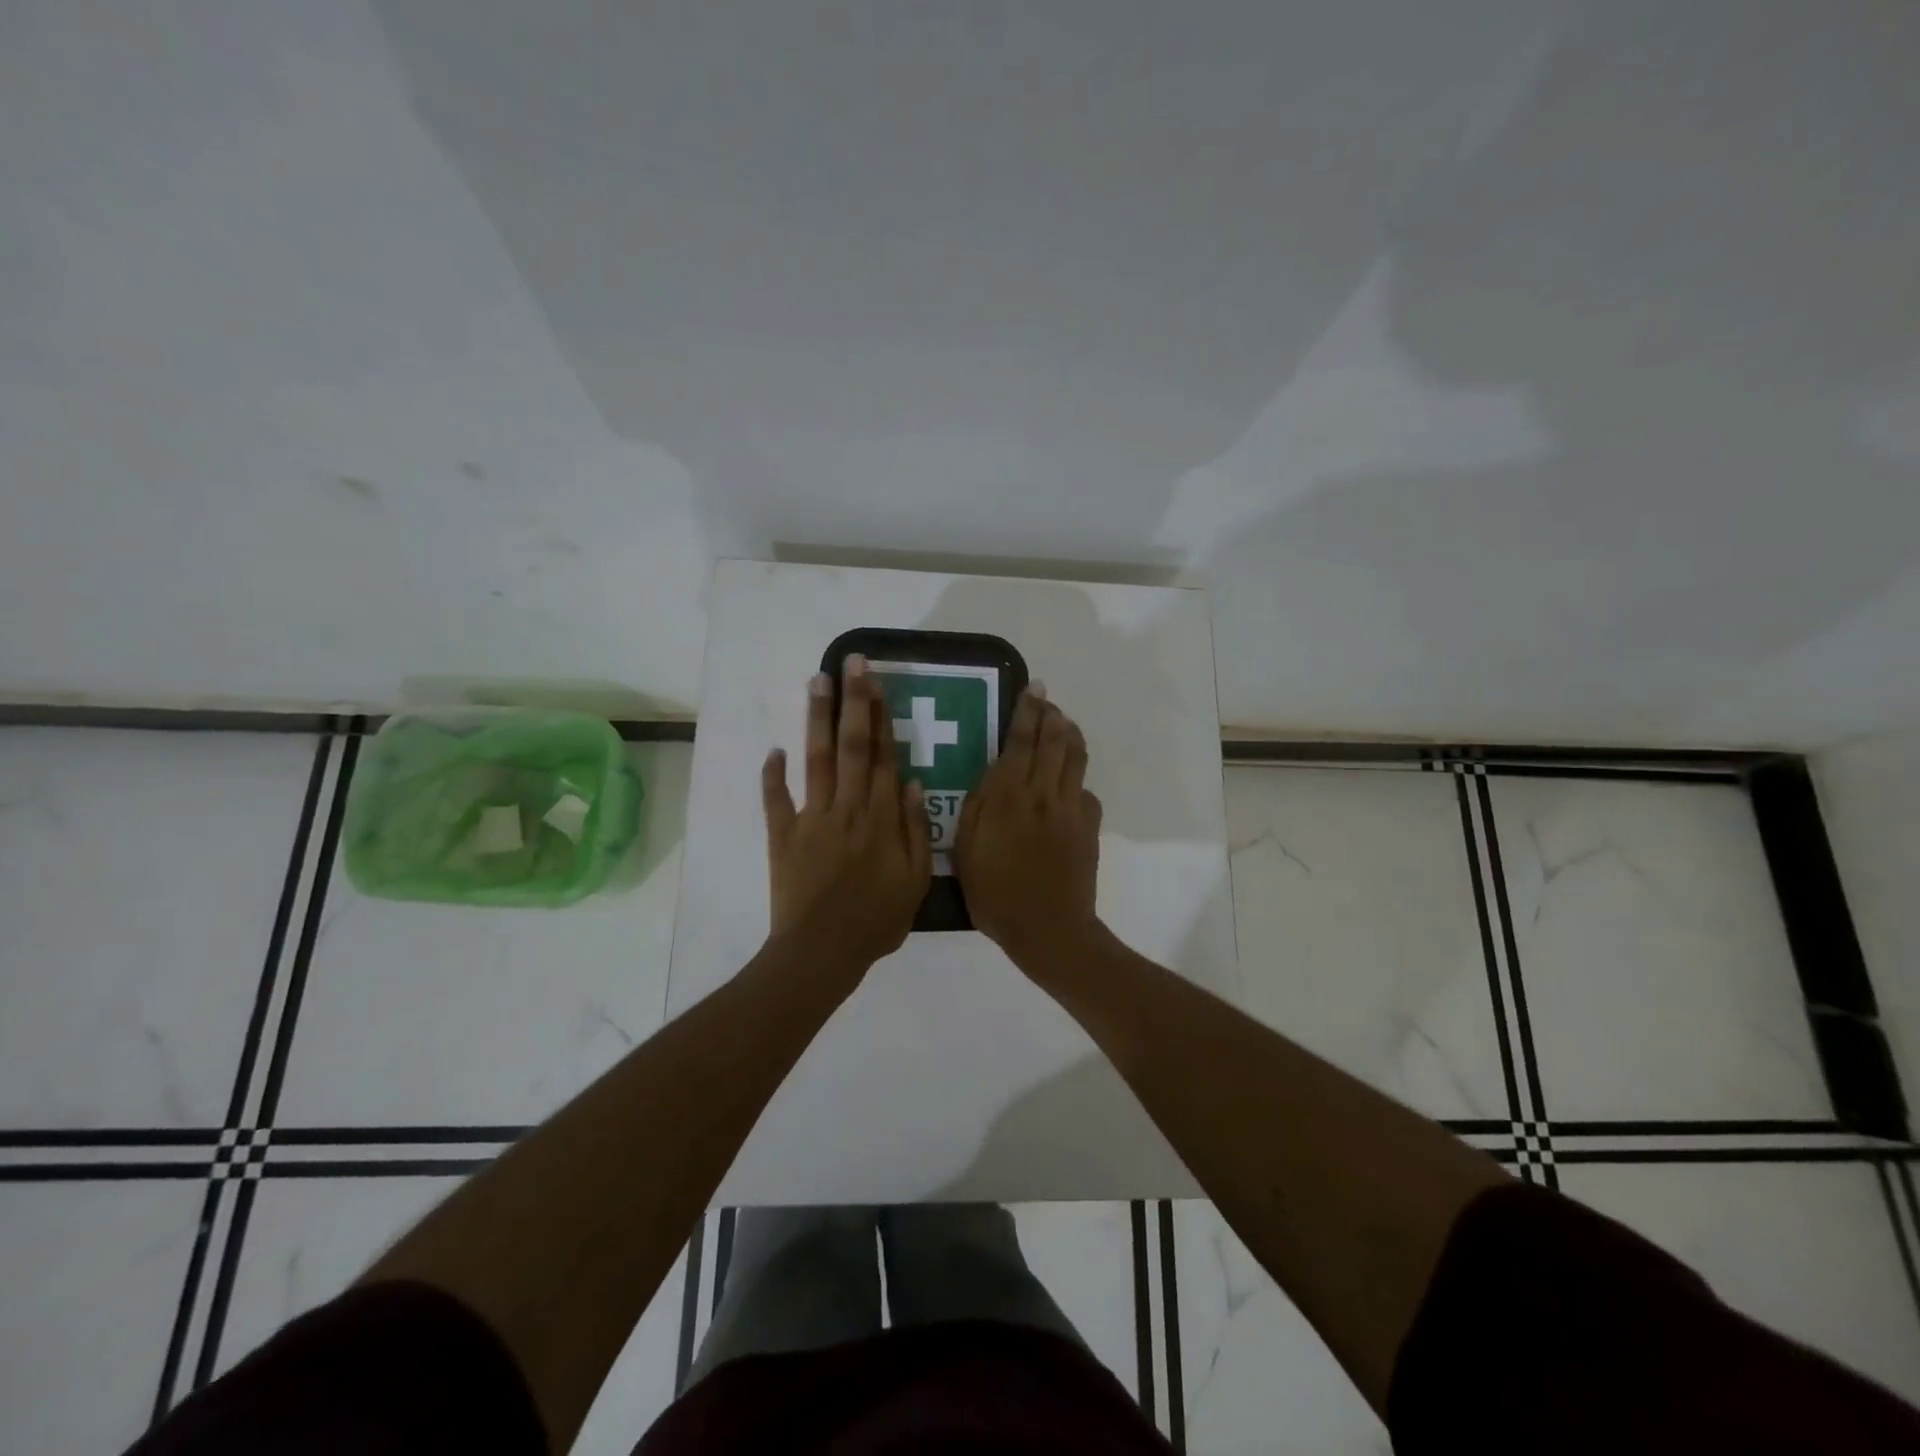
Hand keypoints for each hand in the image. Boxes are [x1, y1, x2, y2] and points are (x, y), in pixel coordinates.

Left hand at [761, 655, 932, 989]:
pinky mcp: (783, 835)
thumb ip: (915, 829)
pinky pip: (776, 800)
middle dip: (852, 701)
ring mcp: (812, 818)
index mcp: (881, 818)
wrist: (823, 951)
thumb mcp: (915, 880)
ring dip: (817, 719)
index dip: (882, 717)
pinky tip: (773, 749)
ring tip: (816, 681)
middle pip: (852, 746)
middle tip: (850, 662)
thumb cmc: (877, 920)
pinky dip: (772, 774)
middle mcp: (848, 808)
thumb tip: (912, 782)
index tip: (878, 682)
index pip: (884, 757)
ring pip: (817, 760)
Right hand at [954, 685, 1103, 969]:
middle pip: (1054, 740)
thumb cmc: (995, 893)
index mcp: (1008, 796)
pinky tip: (1069, 781)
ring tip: (1063, 724)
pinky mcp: (1089, 826)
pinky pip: (1085, 790)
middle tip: (1046, 699)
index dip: (1028, 711)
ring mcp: (1071, 808)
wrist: (1048, 928)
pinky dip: (1077, 777)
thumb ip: (977, 806)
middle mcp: (1043, 793)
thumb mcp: (966, 849)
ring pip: (1076, 758)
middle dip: (1050, 714)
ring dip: (1070, 734)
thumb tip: (992, 773)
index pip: (1021, 741)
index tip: (1033, 688)